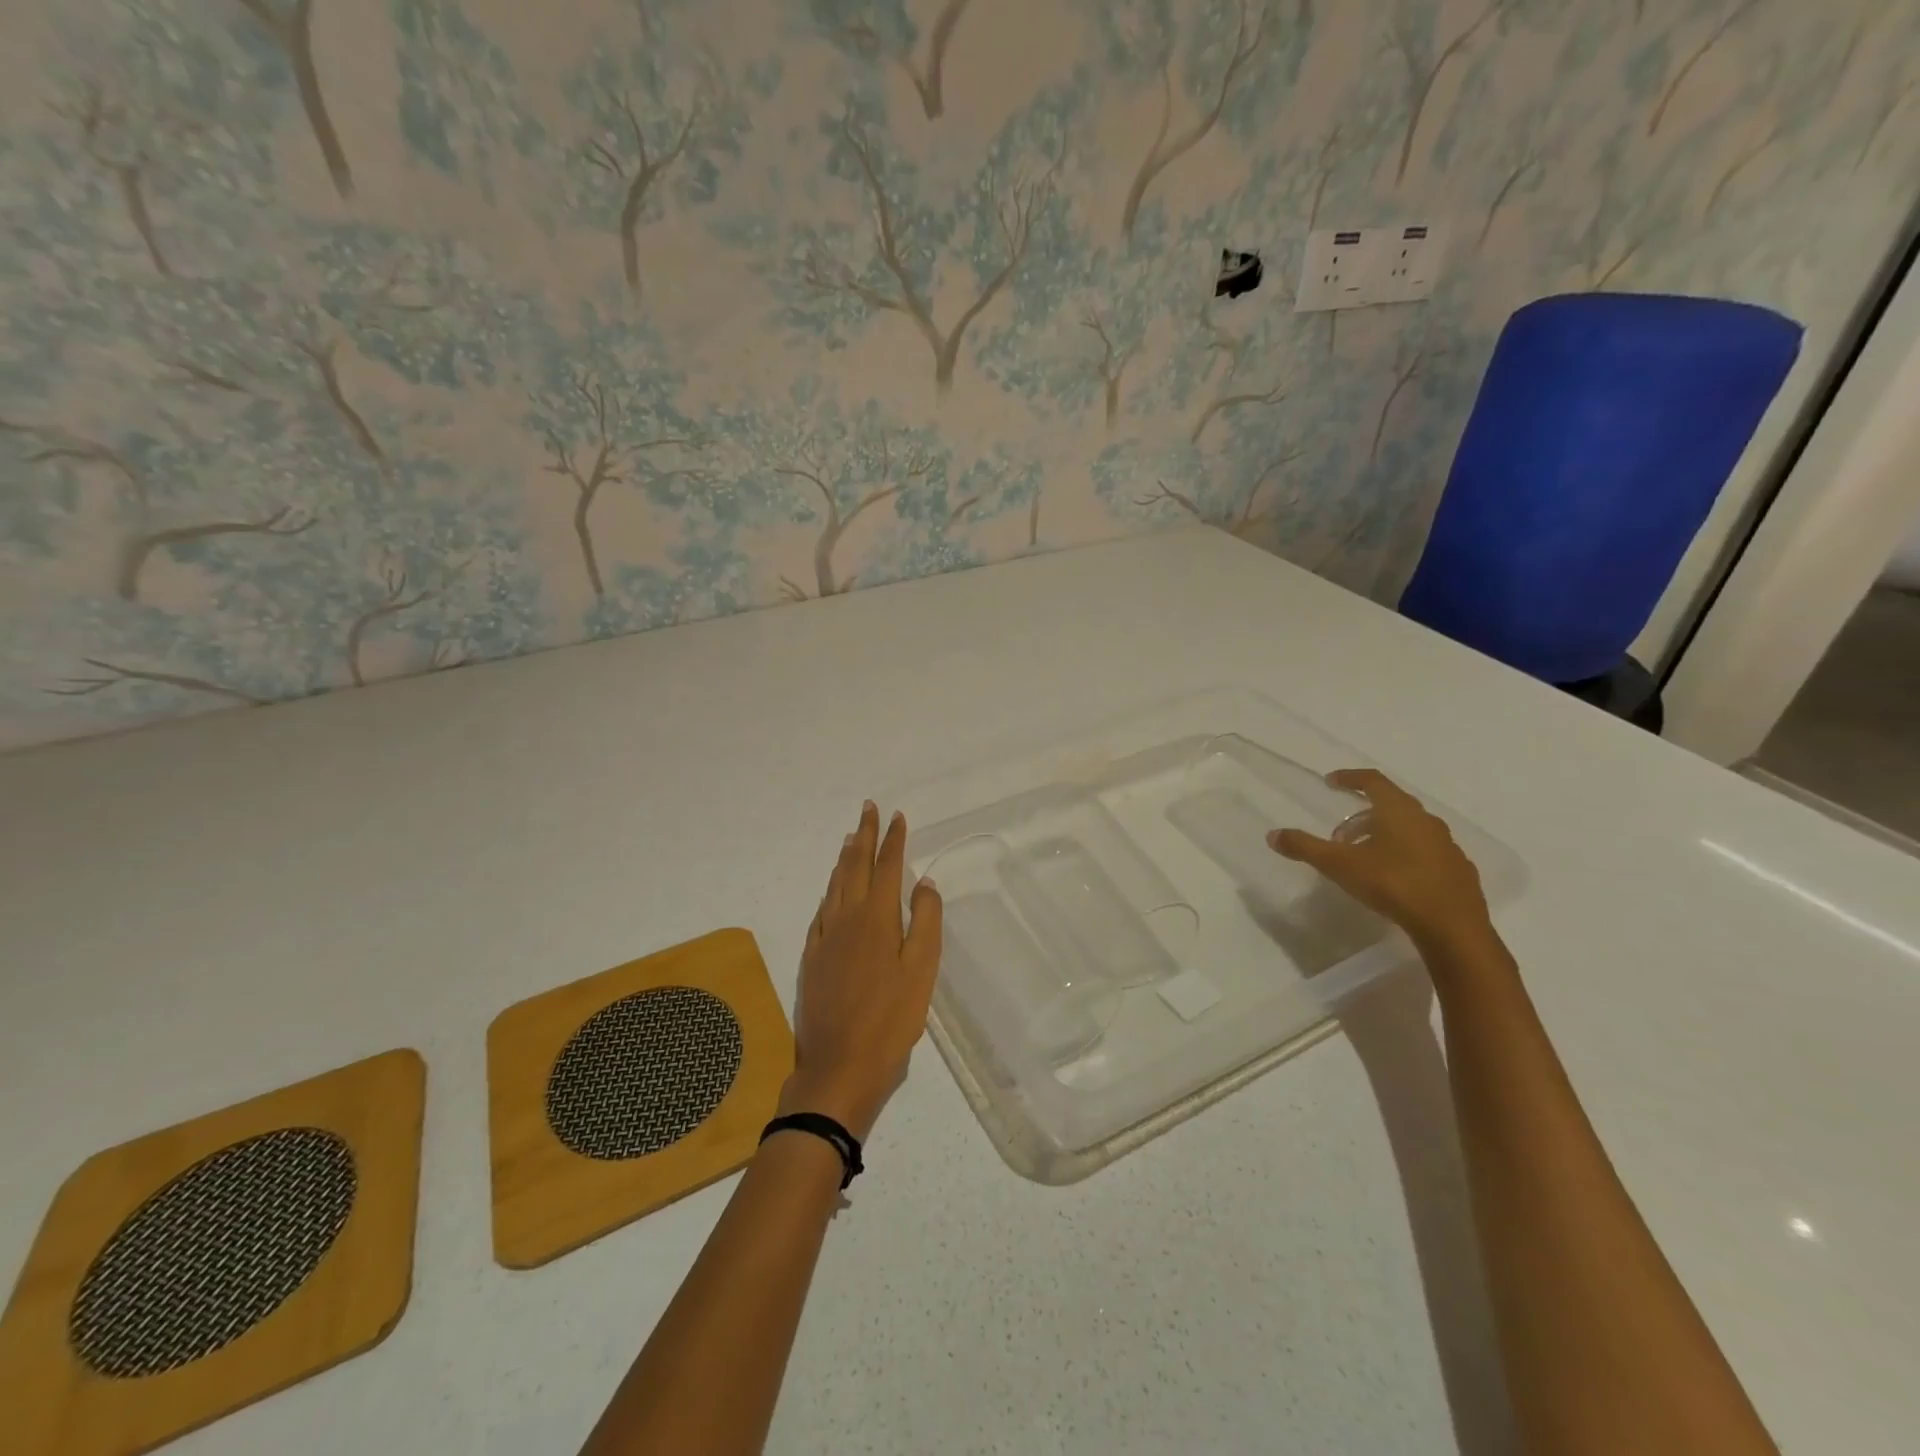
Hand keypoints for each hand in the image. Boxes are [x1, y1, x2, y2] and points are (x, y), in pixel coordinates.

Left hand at [782, 802, 942, 1140]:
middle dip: (864, 835)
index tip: (897, 816)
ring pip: (835, 884)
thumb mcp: (922, 970)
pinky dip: (830, 889)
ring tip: (850, 838)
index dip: (893, 839)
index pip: (887, 866)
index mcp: (877, 917)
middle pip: (855, 865)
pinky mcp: (812, 956)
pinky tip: (832, 890)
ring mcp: (825, 936)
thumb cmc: (891, 1018)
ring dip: (845, 857)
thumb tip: (923, 882)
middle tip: (868, 809)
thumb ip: (925, 921)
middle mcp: (847, 917)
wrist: (839, 1065)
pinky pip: (822, 908)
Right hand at [1267, 768, 1492, 950]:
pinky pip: (1427, 853)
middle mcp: (1426, 821)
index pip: (1373, 781)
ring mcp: (1447, 846)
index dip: (1350, 778)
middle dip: (1363, 815)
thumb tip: (1273, 835)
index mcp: (1399, 811)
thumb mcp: (1340, 865)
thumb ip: (1305, 848)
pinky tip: (1396, 878)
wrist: (1452, 927)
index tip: (1331, 781)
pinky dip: (1406, 855)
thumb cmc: (1394, 884)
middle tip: (1340, 834)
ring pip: (1410, 830)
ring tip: (1364, 857)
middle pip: (1391, 805)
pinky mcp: (1459, 871)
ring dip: (1385, 835)